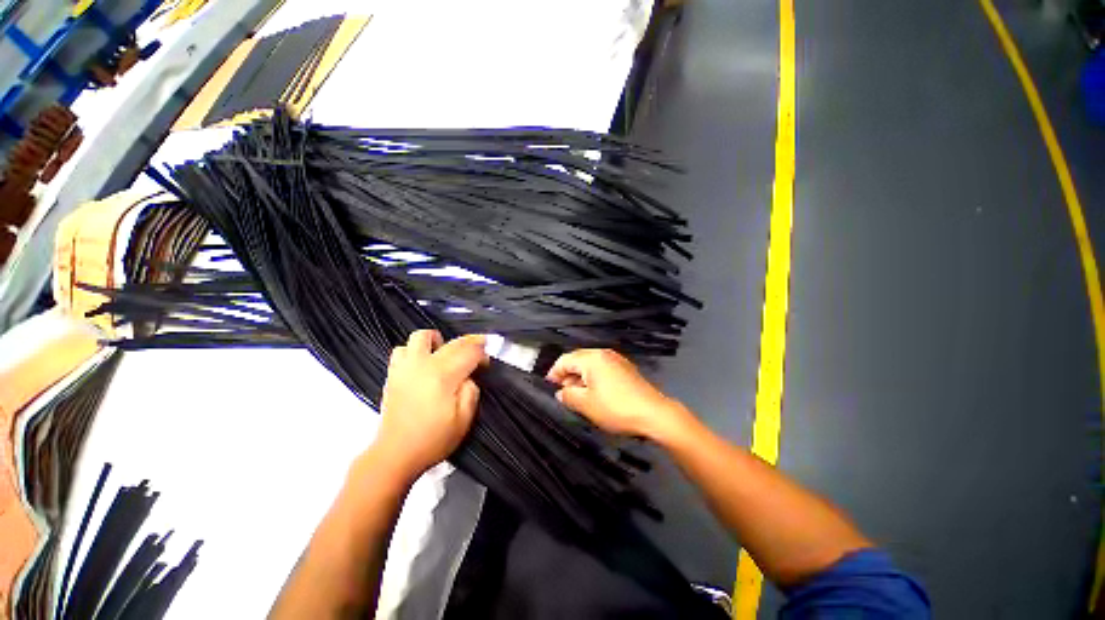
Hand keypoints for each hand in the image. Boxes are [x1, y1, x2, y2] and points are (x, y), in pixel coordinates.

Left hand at [373, 330, 486, 481]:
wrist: (396, 454)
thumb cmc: (433, 439)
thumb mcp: (464, 420)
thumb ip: (472, 391)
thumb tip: (469, 377)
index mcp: (444, 376)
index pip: (470, 352)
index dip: (482, 354)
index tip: (485, 364)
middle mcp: (424, 365)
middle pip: (453, 342)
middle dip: (470, 343)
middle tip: (478, 351)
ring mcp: (406, 367)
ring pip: (422, 336)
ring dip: (439, 341)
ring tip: (445, 353)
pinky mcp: (393, 374)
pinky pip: (402, 349)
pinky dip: (415, 350)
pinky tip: (422, 362)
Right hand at [546, 349, 689, 440]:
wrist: (654, 413)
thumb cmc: (616, 408)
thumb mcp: (586, 404)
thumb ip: (568, 396)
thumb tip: (561, 392)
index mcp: (592, 358)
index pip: (565, 360)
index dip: (554, 373)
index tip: (549, 386)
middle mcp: (604, 354)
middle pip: (578, 360)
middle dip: (567, 375)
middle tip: (562, 392)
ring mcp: (617, 360)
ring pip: (590, 365)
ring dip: (580, 377)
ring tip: (577, 395)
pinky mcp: (625, 369)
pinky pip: (602, 369)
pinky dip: (594, 378)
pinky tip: (595, 393)